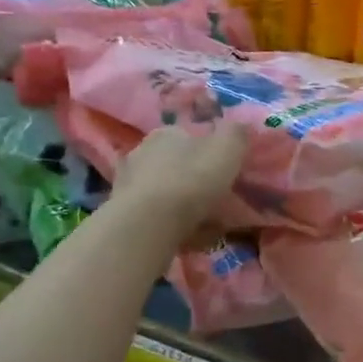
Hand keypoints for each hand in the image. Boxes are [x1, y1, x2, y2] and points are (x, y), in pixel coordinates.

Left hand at [111, 122, 249, 240]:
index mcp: (167, 133)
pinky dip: (167, 222)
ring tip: (200, 222)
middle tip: (213, 199)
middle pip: (172, 163)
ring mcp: (127, 182)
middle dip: (191, 178)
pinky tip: (183, 234)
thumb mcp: (227, 149)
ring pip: (161, 189)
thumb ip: (237, 134)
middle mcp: (142, 151)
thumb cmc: (192, 179)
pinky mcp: (121, 211)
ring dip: (178, 202)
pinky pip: (152, 214)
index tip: (223, 171)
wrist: (149, 222)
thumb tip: (241, 127)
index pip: (188, 136)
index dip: (208, 152)